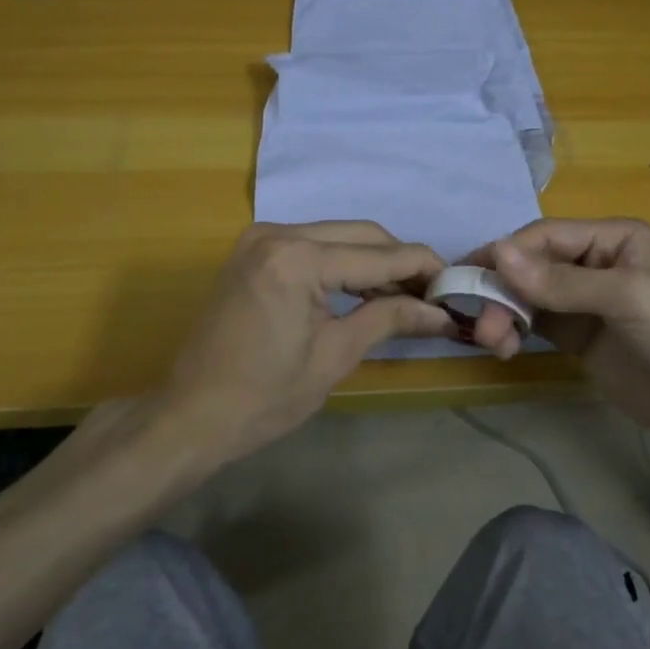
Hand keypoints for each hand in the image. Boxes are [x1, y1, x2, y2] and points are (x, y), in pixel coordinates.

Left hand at [155, 222, 453, 463]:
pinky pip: (313, 245)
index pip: (379, 254)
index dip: (423, 268)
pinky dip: (342, 263)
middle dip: (401, 261)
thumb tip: (441, 312)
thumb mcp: (336, 356)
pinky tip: (365, 289)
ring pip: (338, 235)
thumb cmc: (265, 396)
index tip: (456, 285)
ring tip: (406, 295)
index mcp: (298, 259)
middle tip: (433, 294)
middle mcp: (278, 233)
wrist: (193, 415)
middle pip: (361, 234)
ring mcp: (261, 238)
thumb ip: (389, 319)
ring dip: (373, 260)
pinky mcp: (253, 251)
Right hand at [463, 218, 649, 457]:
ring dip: (504, 313)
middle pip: (531, 266)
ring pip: (529, 297)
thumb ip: (561, 280)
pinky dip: (515, 331)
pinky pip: (536, 325)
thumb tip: (498, 254)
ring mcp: (586, 303)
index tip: (469, 277)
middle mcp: (595, 263)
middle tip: (483, 324)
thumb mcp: (625, 297)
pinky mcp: (580, 338)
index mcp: (613, 238)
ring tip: (493, 343)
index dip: (507, 254)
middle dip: (502, 290)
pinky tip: (506, 348)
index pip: (545, 236)